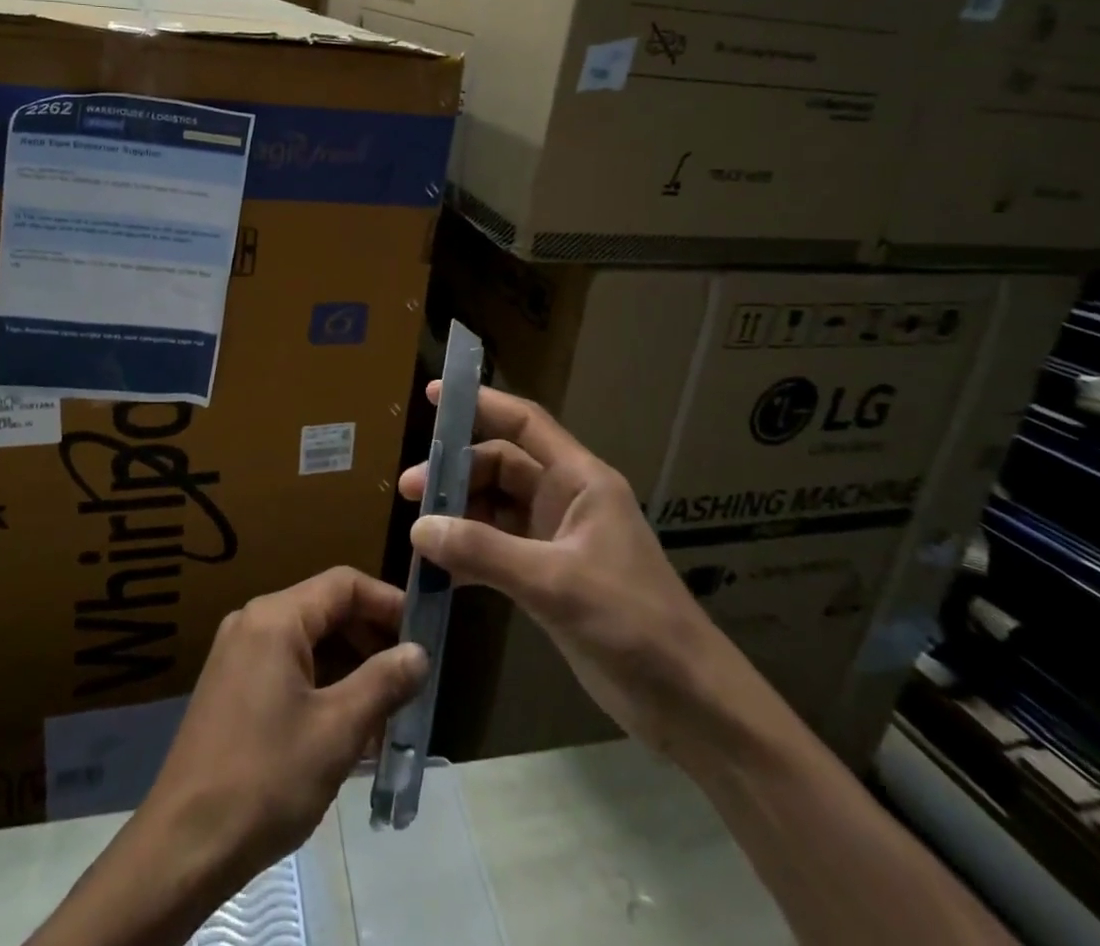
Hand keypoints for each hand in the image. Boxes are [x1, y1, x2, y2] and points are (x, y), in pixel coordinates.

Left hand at [28, 569, 424, 945]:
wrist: (183, 845)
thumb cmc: (266, 778)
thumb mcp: (337, 731)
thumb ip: (383, 683)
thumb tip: (418, 653)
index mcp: (275, 617)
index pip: (343, 584)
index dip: (387, 601)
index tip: (424, 631)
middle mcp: (252, 621)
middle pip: (325, 610)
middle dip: (371, 639)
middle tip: (410, 677)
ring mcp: (237, 654)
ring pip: (307, 642)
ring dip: (349, 668)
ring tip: (386, 712)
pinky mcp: (230, 686)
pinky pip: (287, 666)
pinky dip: (321, 685)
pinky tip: (346, 728)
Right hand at [400, 383, 739, 753]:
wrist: (689, 703)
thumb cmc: (633, 623)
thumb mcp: (556, 582)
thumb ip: (485, 551)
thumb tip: (419, 528)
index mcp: (580, 480)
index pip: (524, 423)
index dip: (481, 404)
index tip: (433, 396)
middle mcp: (566, 500)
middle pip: (500, 466)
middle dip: (455, 474)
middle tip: (410, 492)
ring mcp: (556, 539)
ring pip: (494, 508)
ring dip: (458, 517)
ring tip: (418, 535)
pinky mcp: (549, 577)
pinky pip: (497, 550)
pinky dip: (469, 556)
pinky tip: (441, 574)